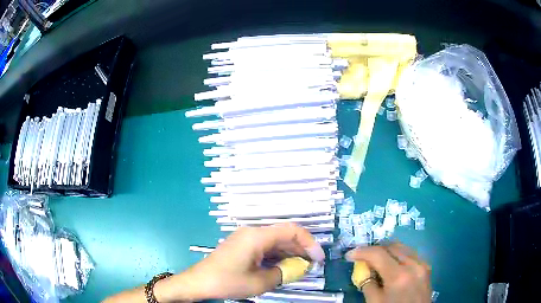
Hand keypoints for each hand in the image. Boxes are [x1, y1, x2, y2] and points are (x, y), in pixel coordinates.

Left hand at [182, 223, 324, 299]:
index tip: (318, 258)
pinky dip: (277, 255)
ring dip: (290, 253)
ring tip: (301, 267)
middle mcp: (252, 232)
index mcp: (257, 236)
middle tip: (312, 265)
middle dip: (301, 249)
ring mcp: (246, 238)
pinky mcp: (242, 245)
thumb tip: (299, 267)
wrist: (199, 282)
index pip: (291, 231)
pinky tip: (284, 266)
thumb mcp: (260, 282)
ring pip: (275, 241)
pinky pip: (265, 247)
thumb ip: (284, 272)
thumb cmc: (228, 281)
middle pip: (284, 235)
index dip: (309, 243)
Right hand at [346, 243, 431, 302]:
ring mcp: (422, 265)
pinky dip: (398, 255)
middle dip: (375, 249)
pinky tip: (392, 264)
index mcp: (399, 276)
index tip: (349, 255)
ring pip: (403, 248)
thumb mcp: (374, 302)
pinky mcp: (426, 267)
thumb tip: (364, 269)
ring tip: (376, 259)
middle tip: (362, 257)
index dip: (362, 252)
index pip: (378, 254)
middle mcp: (413, 265)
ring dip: (387, 251)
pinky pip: (411, 254)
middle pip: (392, 246)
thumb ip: (368, 283)